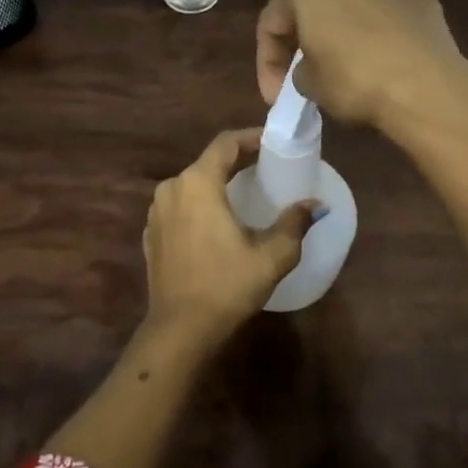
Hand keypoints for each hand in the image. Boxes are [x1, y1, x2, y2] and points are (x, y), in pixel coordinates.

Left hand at [143, 129, 315, 346]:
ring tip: (243, 192)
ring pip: (191, 184)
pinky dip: (199, 205)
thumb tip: (316, 206)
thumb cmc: (227, 285)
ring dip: (216, 183)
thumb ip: (294, 224)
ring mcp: (156, 212)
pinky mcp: (151, 234)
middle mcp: (171, 188)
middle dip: (236, 161)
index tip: (272, 142)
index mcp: (197, 183)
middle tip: (265, 166)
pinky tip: (216, 222)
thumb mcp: (271, 255)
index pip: (225, 144)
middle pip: (207, 162)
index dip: (250, 138)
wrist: (180, 329)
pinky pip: (178, 206)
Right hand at [256, 0, 467, 141]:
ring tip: (341, 22)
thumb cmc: (354, 82)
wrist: (423, 89)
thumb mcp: (309, 84)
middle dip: (303, 25)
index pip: (272, 23)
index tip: (275, 96)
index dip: (268, 63)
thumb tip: (314, 66)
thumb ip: (301, 67)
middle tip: (303, 63)